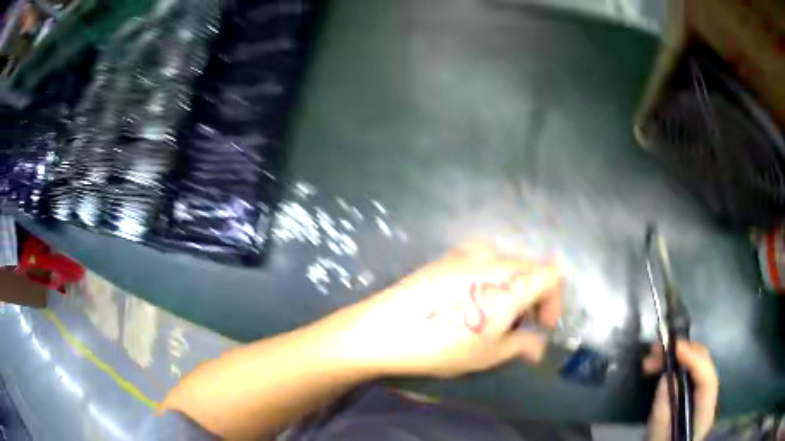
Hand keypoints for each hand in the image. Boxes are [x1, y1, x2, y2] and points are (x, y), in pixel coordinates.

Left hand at [326, 241, 561, 377]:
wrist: (385, 328)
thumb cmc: (444, 345)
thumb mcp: (490, 354)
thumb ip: (523, 345)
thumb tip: (538, 348)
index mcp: (511, 281)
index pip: (552, 275)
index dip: (554, 300)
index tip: (541, 325)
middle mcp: (494, 258)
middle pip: (530, 268)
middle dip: (534, 297)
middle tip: (520, 326)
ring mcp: (468, 252)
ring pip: (507, 265)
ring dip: (513, 288)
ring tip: (495, 317)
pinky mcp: (448, 255)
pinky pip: (484, 262)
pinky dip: (491, 281)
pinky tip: (472, 302)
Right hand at [643, 341, 718, 440]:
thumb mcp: (659, 438)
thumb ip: (663, 414)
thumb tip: (665, 379)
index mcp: (704, 412)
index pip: (707, 380)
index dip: (694, 361)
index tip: (675, 348)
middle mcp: (707, 397)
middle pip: (703, 364)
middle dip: (682, 353)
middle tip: (655, 352)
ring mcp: (700, 393)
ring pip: (695, 363)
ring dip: (675, 356)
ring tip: (651, 358)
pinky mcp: (691, 393)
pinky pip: (687, 371)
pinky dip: (674, 363)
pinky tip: (660, 365)